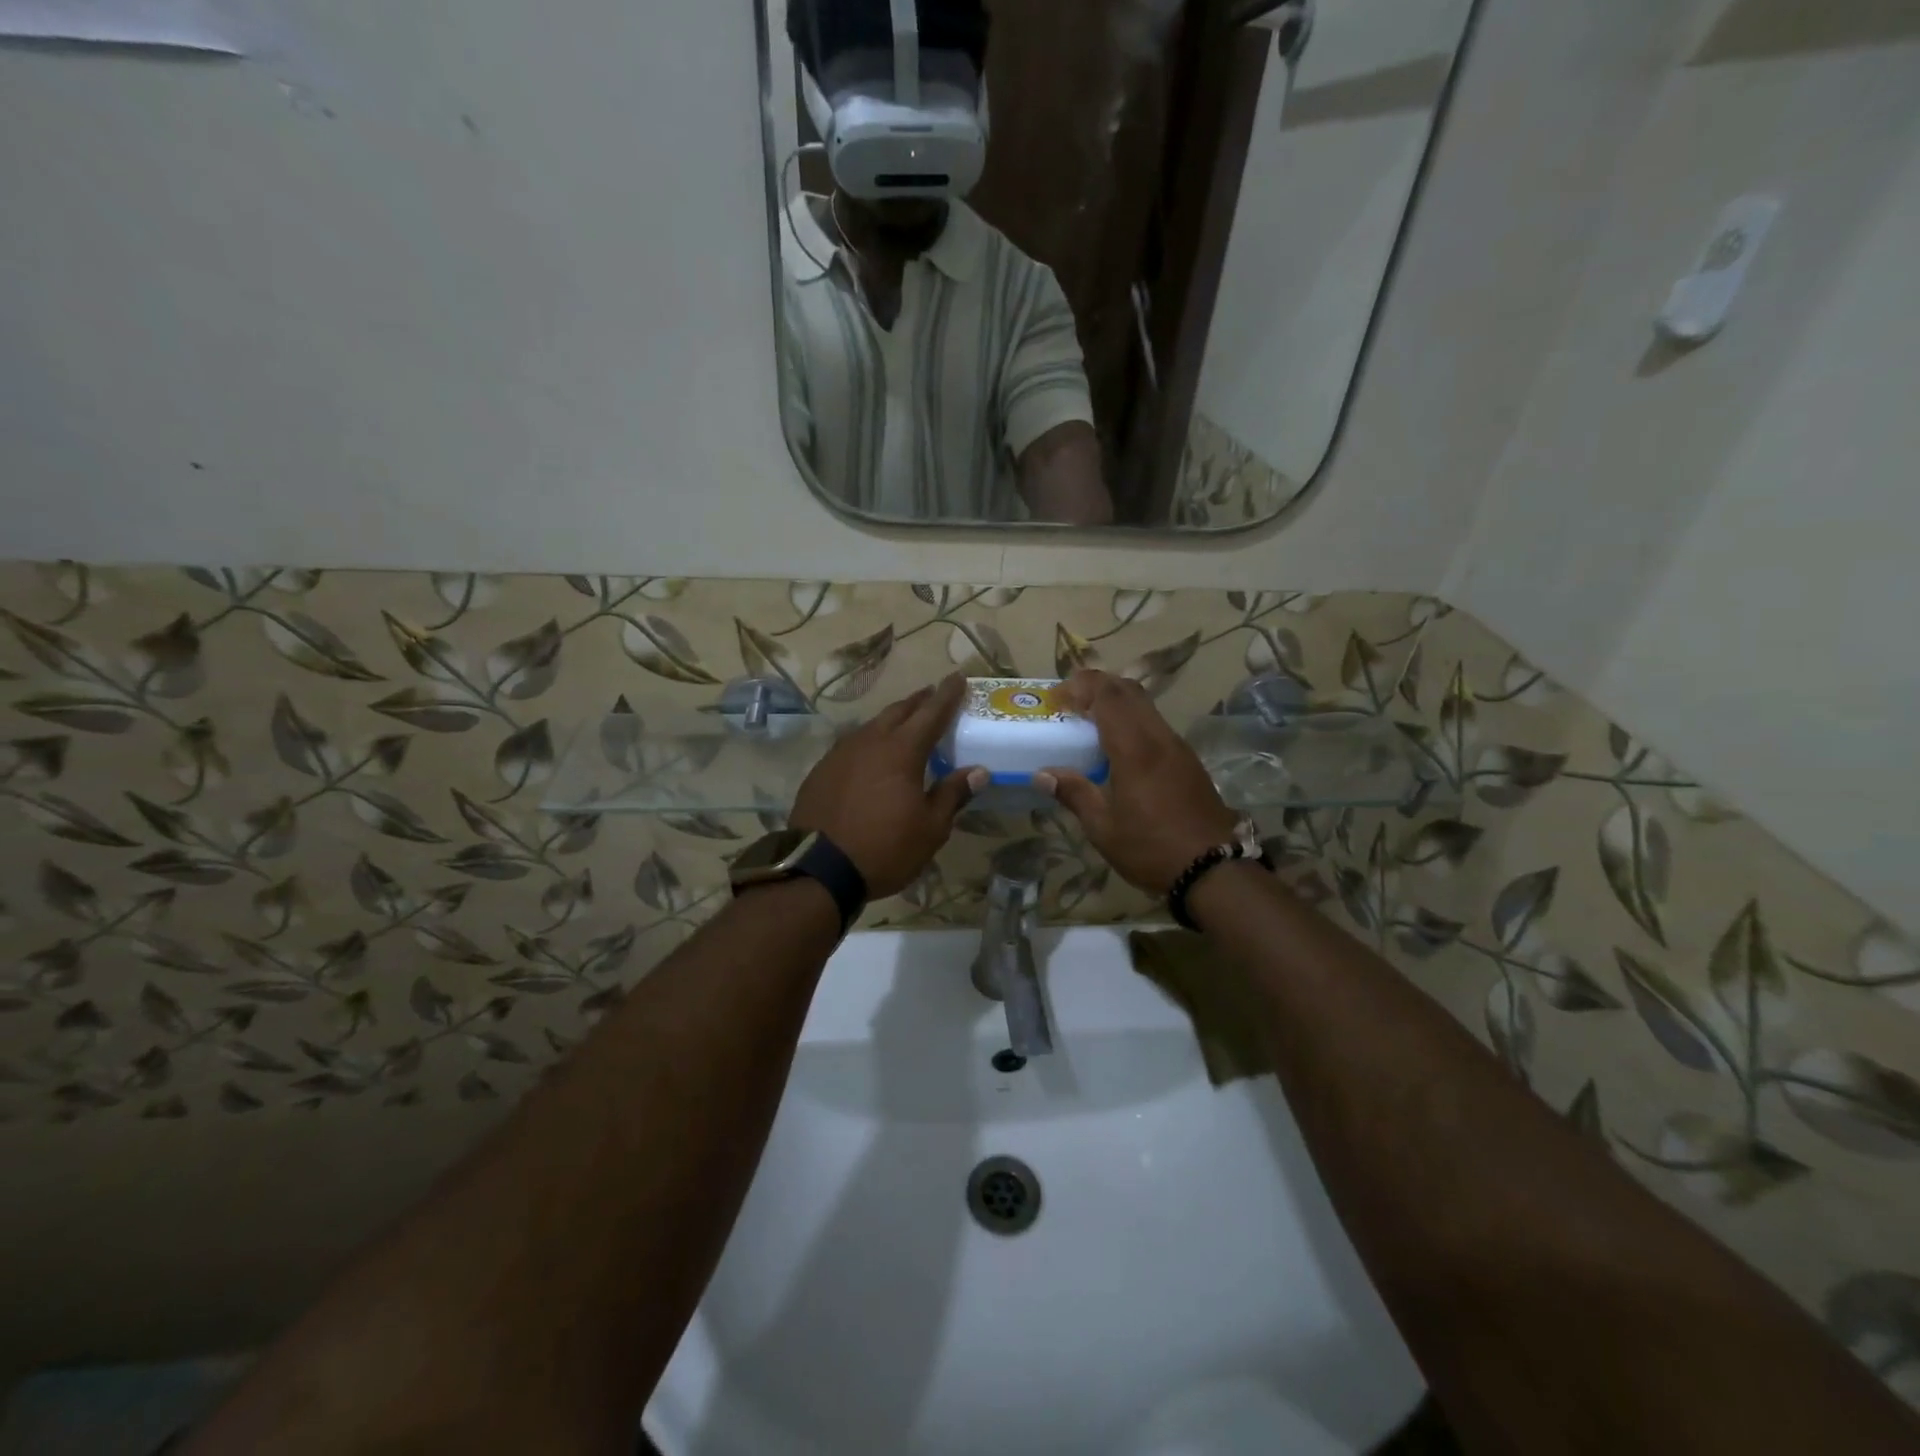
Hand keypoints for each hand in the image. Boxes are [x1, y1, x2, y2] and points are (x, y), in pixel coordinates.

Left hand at [790, 674, 985, 899]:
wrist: (819, 869)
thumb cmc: (885, 848)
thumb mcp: (930, 828)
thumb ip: (953, 794)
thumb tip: (978, 771)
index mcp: (902, 751)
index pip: (931, 713)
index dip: (948, 695)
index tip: (959, 677)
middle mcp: (870, 742)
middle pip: (899, 711)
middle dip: (919, 701)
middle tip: (933, 694)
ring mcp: (841, 754)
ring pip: (872, 725)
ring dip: (892, 719)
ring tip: (904, 722)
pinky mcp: (822, 770)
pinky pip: (852, 744)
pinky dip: (869, 741)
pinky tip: (871, 753)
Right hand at [1034, 669, 1237, 895]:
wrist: (1214, 869)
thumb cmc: (1151, 848)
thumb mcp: (1103, 828)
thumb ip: (1074, 794)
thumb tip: (1042, 774)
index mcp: (1134, 749)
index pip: (1108, 694)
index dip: (1081, 685)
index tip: (1057, 698)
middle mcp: (1158, 737)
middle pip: (1129, 690)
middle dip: (1097, 686)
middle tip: (1070, 703)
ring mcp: (1177, 747)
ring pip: (1145, 705)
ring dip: (1116, 702)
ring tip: (1089, 723)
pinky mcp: (1188, 760)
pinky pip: (1155, 724)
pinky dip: (1132, 720)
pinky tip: (1118, 748)